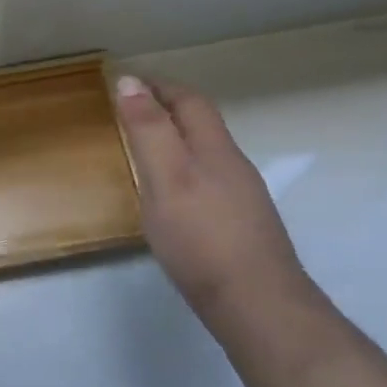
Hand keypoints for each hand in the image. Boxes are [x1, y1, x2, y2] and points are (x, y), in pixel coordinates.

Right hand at [115, 75, 307, 317]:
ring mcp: (242, 198)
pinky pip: (209, 182)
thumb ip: (148, 130)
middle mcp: (233, 166)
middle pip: (202, 125)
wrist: (257, 305)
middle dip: (169, 109)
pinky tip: (173, 197)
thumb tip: (131, 81)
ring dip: (177, 141)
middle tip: (132, 110)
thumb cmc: (202, 238)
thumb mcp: (166, 177)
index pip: (189, 101)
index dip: (160, 86)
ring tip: (146, 149)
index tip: (129, 81)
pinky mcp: (241, 227)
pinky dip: (185, 171)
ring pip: (207, 155)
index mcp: (214, 149)